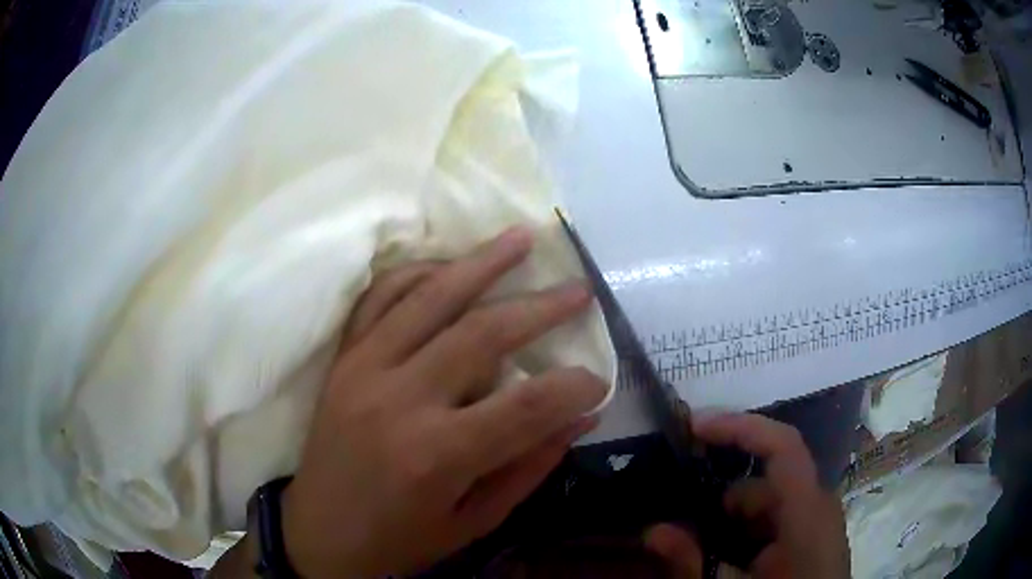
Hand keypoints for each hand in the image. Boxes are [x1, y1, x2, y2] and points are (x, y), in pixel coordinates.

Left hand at [280, 227, 608, 577]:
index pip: (527, 404)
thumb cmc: (400, 540)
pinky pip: (378, 299)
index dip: (574, 386)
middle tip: (579, 290)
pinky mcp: (343, 361)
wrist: (321, 535)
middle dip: (540, 307)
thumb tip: (581, 415)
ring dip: (481, 263)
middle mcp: (398, 400)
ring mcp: (363, 370)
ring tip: (521, 239)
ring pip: (429, 298)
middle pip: (482, 334)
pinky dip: (416, 274)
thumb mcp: (476, 519)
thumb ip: (530, 464)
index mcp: (437, 455)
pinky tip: (449, 265)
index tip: (598, 380)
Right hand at [644, 414, 849, 578]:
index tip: (695, 425)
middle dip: (721, 499)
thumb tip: (652, 531)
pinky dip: (748, 533)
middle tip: (680, 519)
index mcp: (806, 510)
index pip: (782, 446)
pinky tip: (728, 562)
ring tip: (701, 551)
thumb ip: (693, 562)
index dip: (741, 427)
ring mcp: (818, 521)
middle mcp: (817, 505)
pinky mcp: (813, 537)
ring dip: (732, 522)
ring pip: (769, 504)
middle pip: (766, 482)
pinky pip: (777, 521)